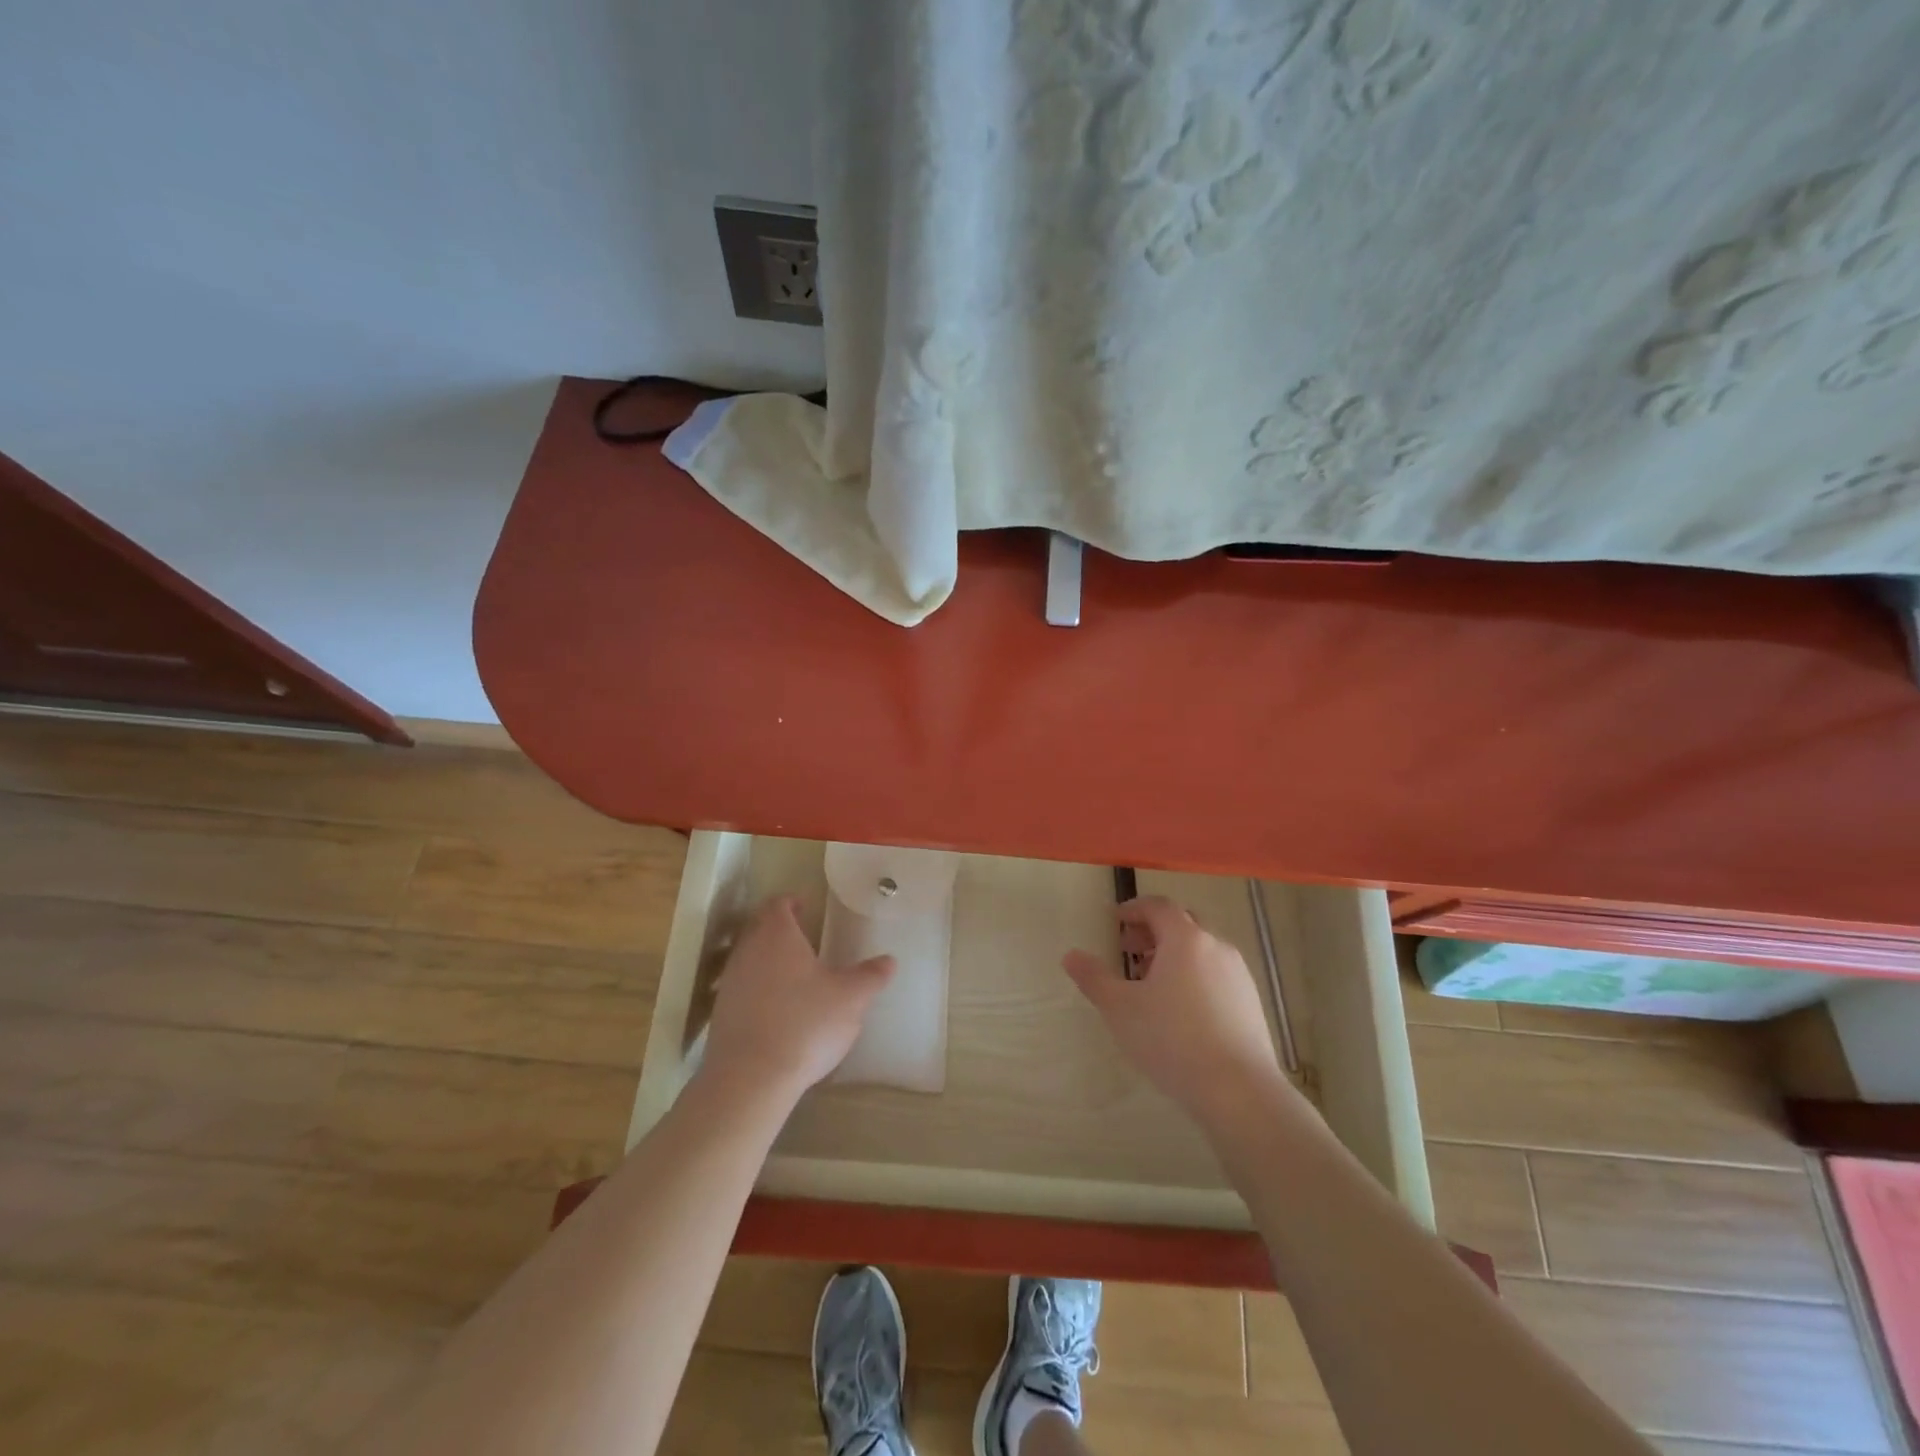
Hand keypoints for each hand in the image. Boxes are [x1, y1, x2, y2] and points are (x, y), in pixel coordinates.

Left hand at [700, 896, 895, 1106]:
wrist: (750, 1078)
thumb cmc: (805, 1024)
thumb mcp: (851, 999)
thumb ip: (870, 976)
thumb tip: (889, 960)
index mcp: (777, 936)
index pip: (778, 904)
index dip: (791, 902)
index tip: (805, 907)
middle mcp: (748, 951)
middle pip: (759, 928)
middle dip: (779, 929)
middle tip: (804, 938)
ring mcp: (730, 983)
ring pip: (749, 958)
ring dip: (768, 960)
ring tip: (794, 975)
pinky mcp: (721, 1014)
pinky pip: (741, 988)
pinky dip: (757, 989)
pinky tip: (777, 1010)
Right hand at [1064, 895, 1295, 1131]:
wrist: (1239, 1090)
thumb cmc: (1172, 1039)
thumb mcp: (1120, 1009)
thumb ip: (1094, 978)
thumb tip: (1071, 955)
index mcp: (1185, 939)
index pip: (1158, 906)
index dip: (1135, 908)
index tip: (1116, 921)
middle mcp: (1216, 946)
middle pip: (1183, 923)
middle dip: (1154, 931)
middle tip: (1130, 950)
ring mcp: (1238, 974)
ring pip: (1201, 950)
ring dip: (1174, 956)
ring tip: (1152, 985)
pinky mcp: (1251, 1002)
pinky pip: (1216, 974)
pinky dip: (1195, 976)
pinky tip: (1181, 1010)